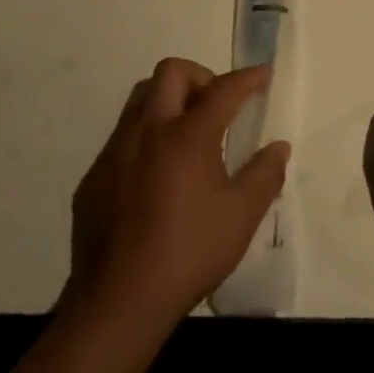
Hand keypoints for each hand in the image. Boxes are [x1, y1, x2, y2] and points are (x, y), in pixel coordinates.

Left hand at [68, 58, 289, 330]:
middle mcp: (148, 131)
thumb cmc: (189, 253)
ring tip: (189, 134)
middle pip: (171, 72)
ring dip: (169, 100)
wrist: (118, 300)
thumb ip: (265, 175)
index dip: (248, 78)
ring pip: (141, 98)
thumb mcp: (241, 216)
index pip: (223, 90)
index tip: (264, 74)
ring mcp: (115, 151)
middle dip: (201, 76)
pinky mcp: (95, 176)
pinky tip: (157, 176)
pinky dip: (147, 137)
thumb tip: (278, 148)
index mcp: (187, 136)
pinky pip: (123, 136)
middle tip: (218, 104)